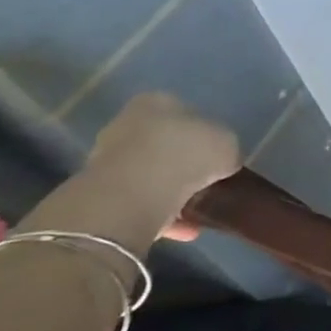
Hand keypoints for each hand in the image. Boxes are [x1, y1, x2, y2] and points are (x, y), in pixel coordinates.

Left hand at [84, 93, 240, 239]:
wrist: (137, 192)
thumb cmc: (187, 153)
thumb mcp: (228, 143)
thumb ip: (225, 148)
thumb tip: (221, 160)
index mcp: (155, 102)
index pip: (184, 112)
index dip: (205, 132)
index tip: (218, 152)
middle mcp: (126, 125)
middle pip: (162, 142)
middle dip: (183, 161)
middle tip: (209, 178)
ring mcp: (108, 160)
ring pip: (150, 173)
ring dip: (172, 190)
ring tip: (199, 207)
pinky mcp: (102, 194)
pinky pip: (142, 202)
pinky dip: (164, 214)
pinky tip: (187, 228)